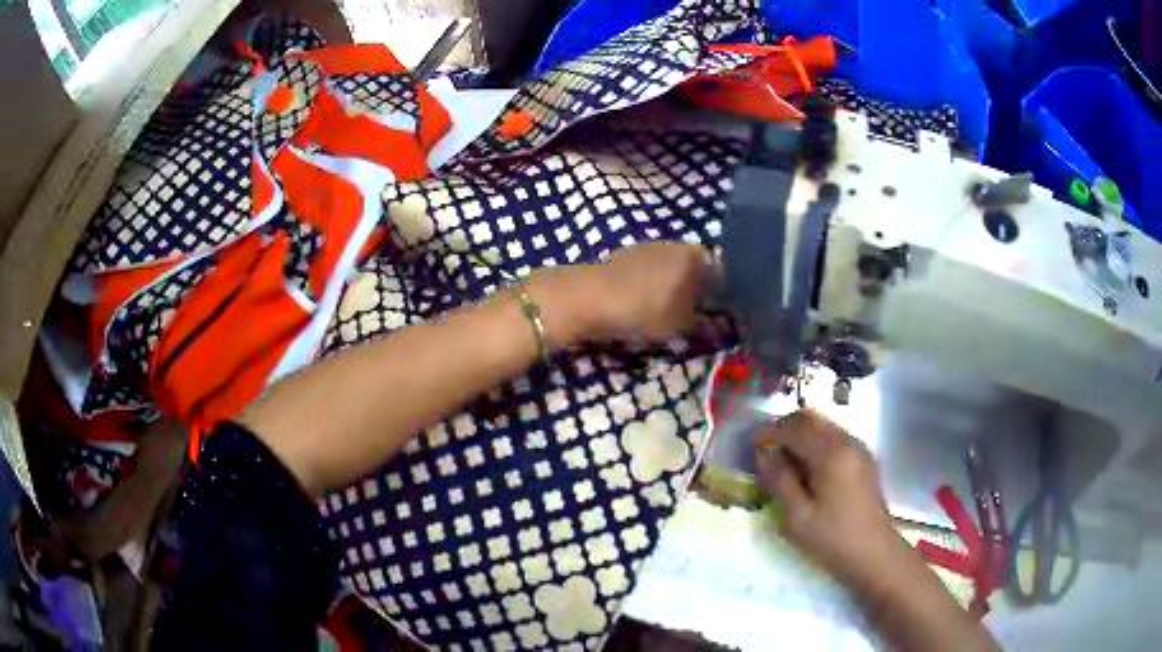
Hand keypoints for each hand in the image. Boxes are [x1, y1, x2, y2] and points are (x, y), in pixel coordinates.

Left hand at [581, 242, 711, 341]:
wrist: (587, 297)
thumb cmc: (644, 309)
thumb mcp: (681, 324)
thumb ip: (703, 322)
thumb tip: (715, 322)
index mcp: (696, 255)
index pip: (722, 271)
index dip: (724, 294)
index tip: (721, 313)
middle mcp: (676, 244)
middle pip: (696, 267)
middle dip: (698, 289)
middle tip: (696, 315)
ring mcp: (648, 246)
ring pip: (672, 268)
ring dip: (673, 287)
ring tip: (669, 312)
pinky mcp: (625, 255)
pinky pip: (650, 271)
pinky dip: (652, 285)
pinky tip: (645, 303)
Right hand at [755, 409, 902, 584]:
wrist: (874, 553)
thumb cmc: (832, 538)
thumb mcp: (797, 516)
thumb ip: (779, 480)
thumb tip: (765, 453)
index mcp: (831, 453)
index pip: (795, 428)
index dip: (771, 434)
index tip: (754, 449)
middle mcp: (847, 442)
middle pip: (812, 418)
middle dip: (786, 429)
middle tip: (767, 453)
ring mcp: (859, 449)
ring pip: (824, 426)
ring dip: (802, 435)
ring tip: (785, 464)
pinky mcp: (864, 460)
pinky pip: (835, 438)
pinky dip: (816, 444)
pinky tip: (808, 471)